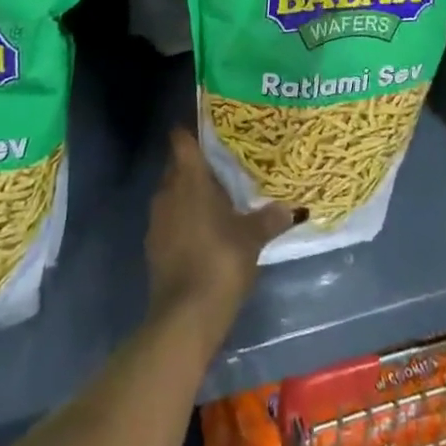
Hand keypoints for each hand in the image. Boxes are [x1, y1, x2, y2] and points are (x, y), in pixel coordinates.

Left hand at [146, 130, 294, 344]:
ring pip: (172, 194)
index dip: (192, 131)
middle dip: (196, 165)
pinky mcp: (153, 247)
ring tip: (218, 200)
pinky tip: (204, 232)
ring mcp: (157, 221)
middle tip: (224, 166)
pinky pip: (170, 220)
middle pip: (177, 166)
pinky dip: (183, 220)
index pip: (181, 140)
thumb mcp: (252, 238)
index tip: (210, 129)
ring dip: (189, 195)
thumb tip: (291, 208)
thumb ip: (270, 218)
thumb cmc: (220, 261)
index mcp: (189, 179)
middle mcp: (167, 192)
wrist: (185, 316)